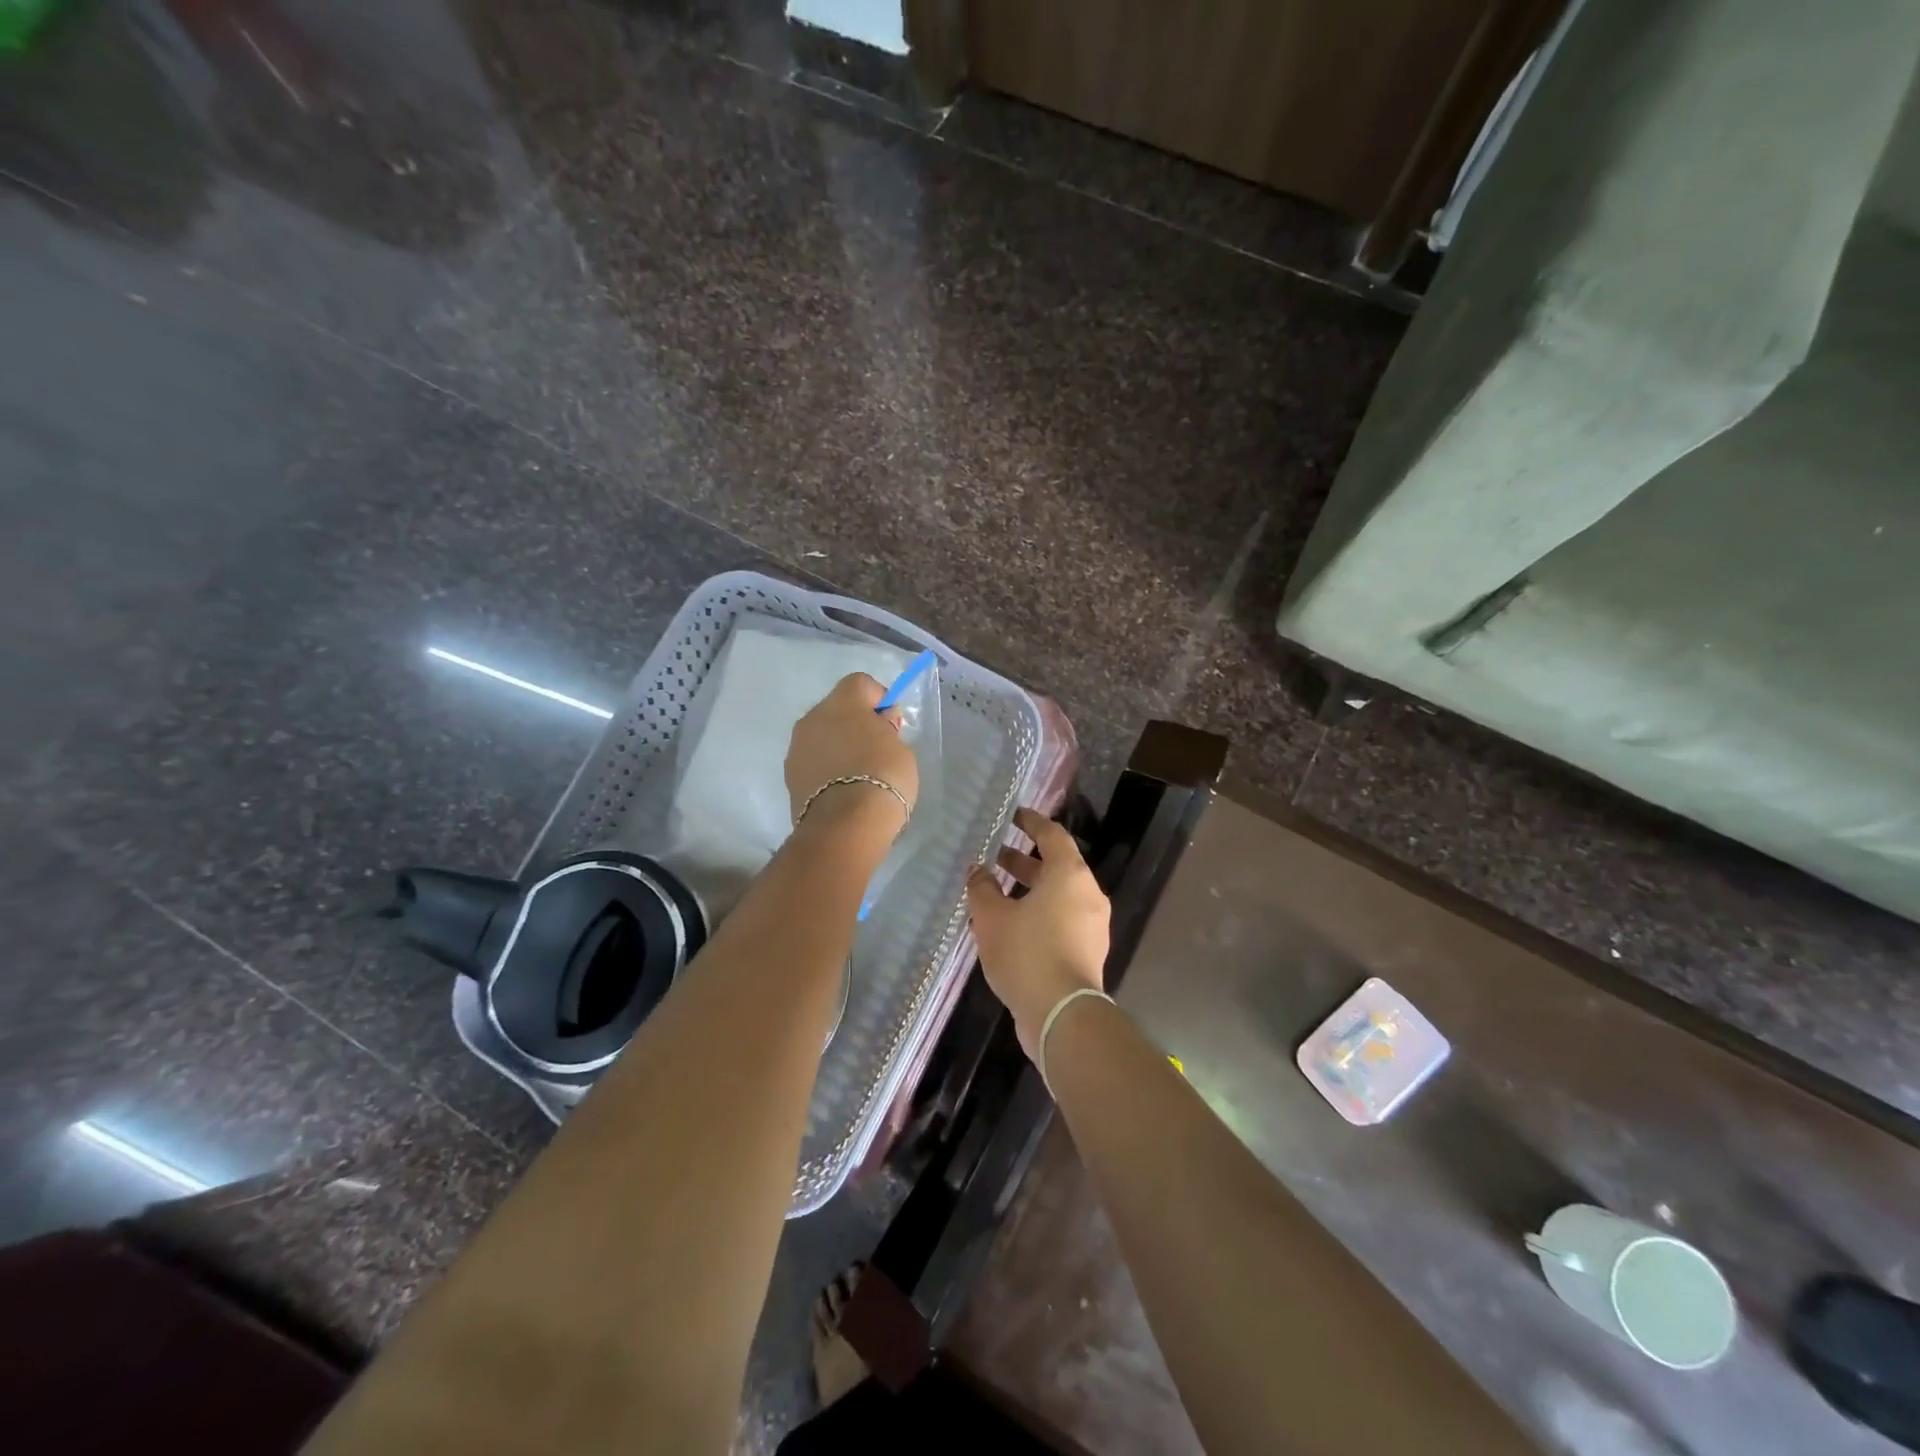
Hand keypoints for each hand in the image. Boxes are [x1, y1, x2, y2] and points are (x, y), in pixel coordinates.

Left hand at [785, 673, 918, 836]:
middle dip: (855, 723)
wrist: (845, 824)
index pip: (861, 683)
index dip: (878, 699)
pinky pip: (813, 762)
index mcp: (843, 702)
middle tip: (876, 750)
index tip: (891, 724)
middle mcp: (812, 716)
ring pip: (821, 736)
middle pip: (836, 709)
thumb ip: (887, 730)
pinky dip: (826, 769)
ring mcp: (796, 747)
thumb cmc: (883, 777)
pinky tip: (842, 790)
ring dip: (837, 746)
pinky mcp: (789, 776)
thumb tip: (878, 724)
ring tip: (857, 775)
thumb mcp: (901, 748)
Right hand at [967, 808, 1110, 1059]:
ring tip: (994, 891)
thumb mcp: (992, 917)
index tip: (1013, 815)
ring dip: (1029, 889)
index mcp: (1070, 875)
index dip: (1031, 822)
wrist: (1062, 1015)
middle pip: (1056, 866)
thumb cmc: (1027, 953)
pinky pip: (1061, 919)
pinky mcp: (1088, 952)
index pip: (1052, 835)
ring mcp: (1092, 925)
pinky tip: (1009, 925)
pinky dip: (1038, 913)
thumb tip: (978, 870)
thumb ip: (982, 888)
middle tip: (994, 854)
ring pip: (1058, 895)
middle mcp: (1088, 894)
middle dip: (1023, 859)